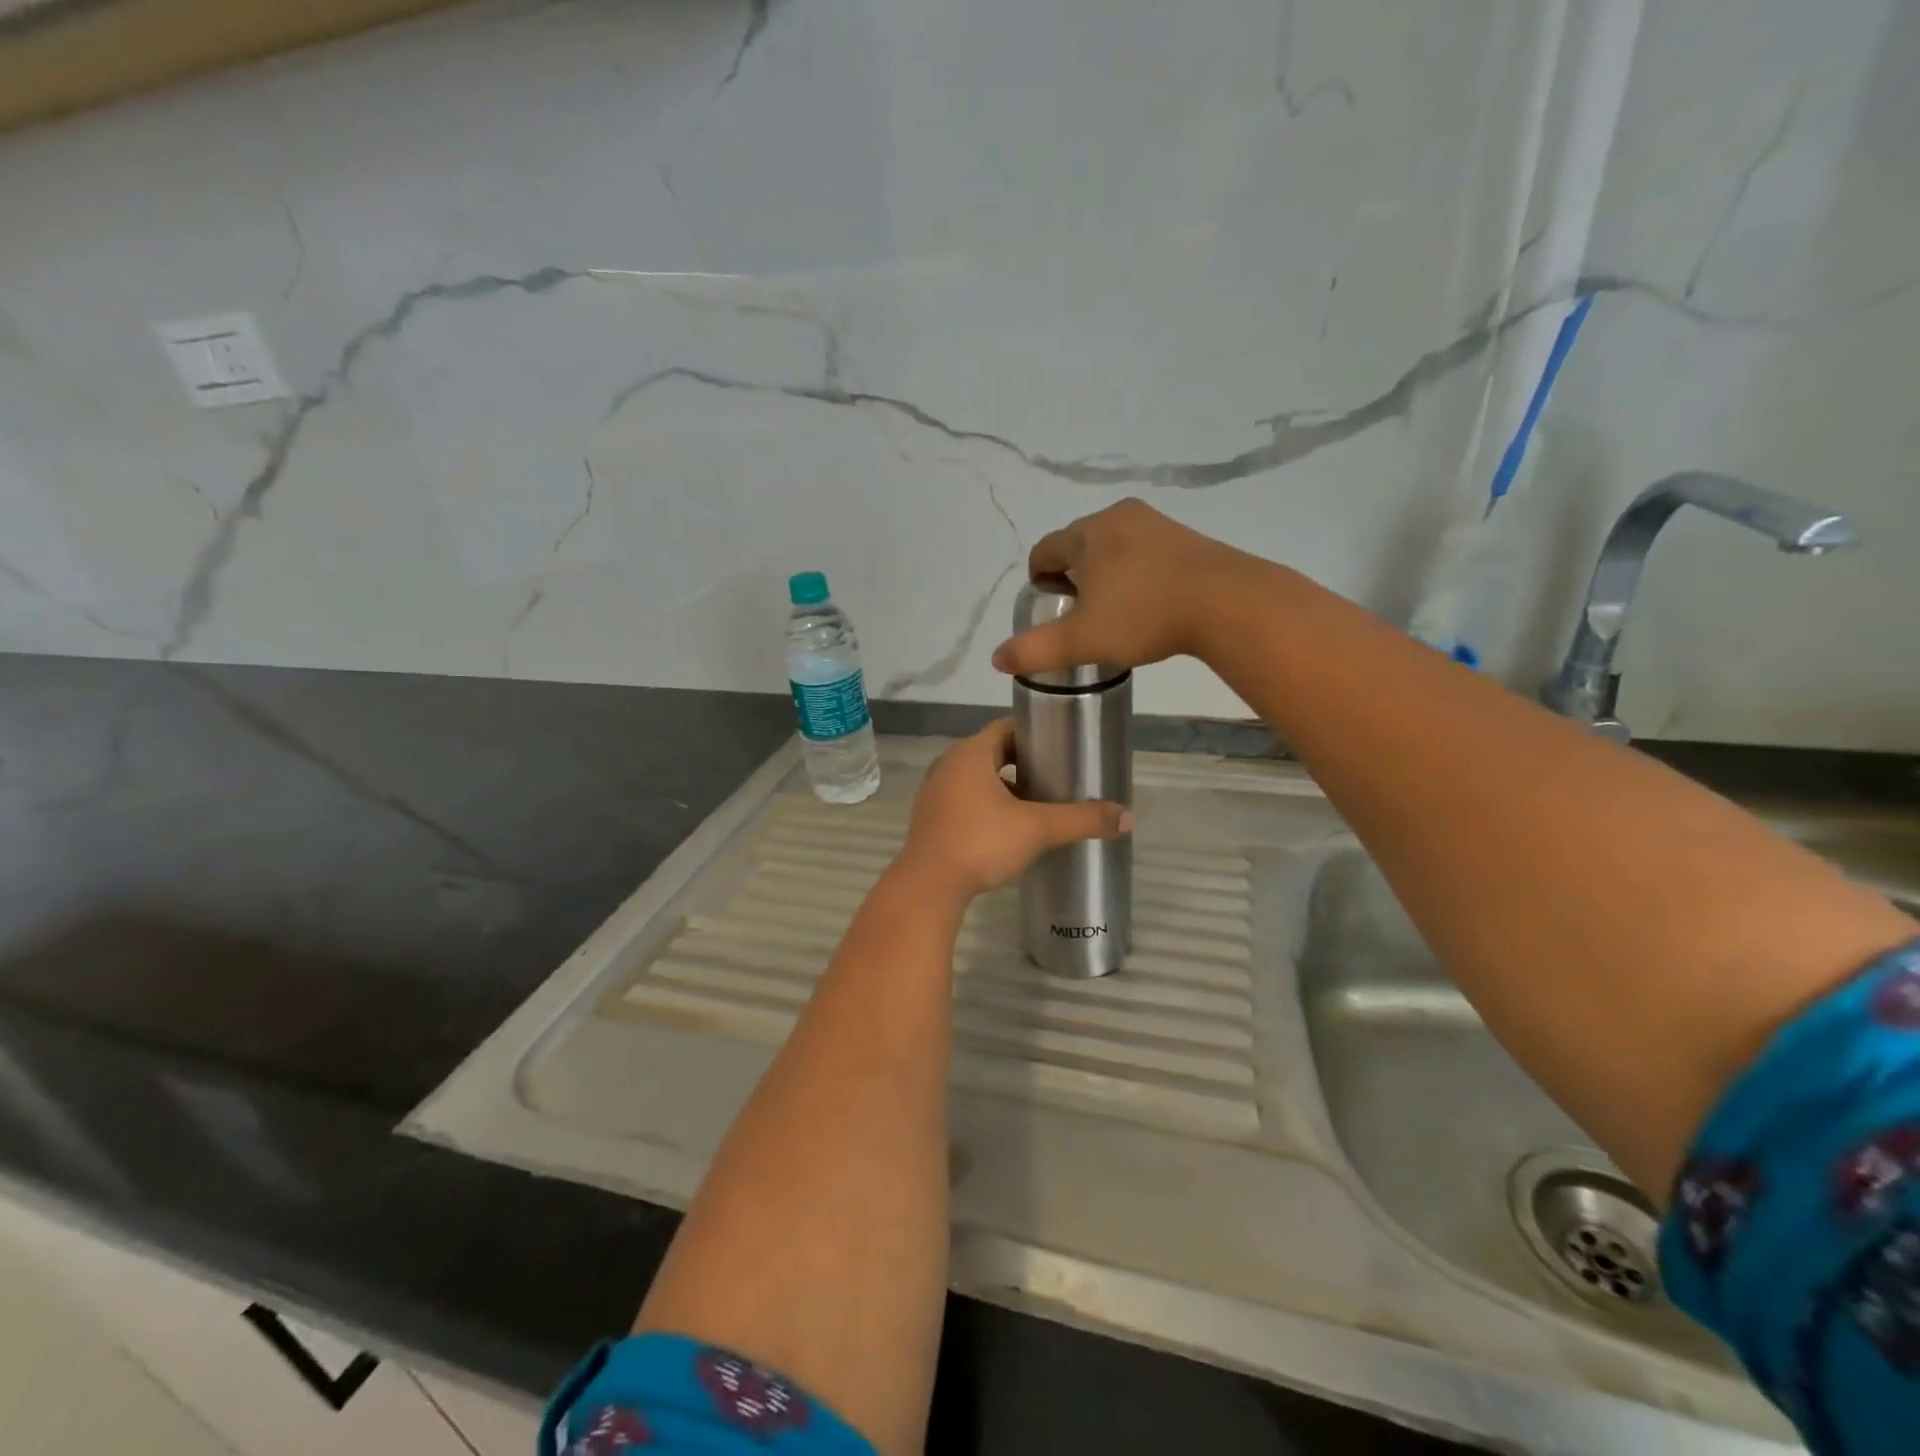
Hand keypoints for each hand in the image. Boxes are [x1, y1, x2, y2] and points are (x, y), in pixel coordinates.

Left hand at [898, 720, 1130, 900]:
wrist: (928, 887)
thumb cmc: (981, 843)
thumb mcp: (1037, 829)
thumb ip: (1081, 819)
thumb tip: (1128, 816)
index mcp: (970, 753)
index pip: (1006, 728)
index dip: (1035, 734)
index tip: (1061, 746)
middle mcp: (948, 764)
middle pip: (991, 752)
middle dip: (1022, 762)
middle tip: (1055, 776)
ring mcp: (934, 791)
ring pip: (976, 777)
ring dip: (1003, 785)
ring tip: (1035, 803)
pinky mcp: (930, 817)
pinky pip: (963, 799)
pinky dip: (985, 804)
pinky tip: (1006, 828)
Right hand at [989, 499, 1261, 679]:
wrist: (1226, 602)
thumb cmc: (1144, 616)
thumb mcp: (1082, 640)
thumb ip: (1035, 649)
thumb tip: (997, 658)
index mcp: (1083, 535)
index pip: (1043, 553)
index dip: (1040, 583)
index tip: (1054, 611)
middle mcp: (1114, 516)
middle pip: (1076, 545)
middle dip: (1073, 576)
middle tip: (1085, 615)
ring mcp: (1153, 521)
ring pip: (1111, 545)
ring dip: (1105, 572)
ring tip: (1117, 609)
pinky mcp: (1184, 533)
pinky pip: (1143, 548)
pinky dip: (1136, 568)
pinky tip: (1150, 598)